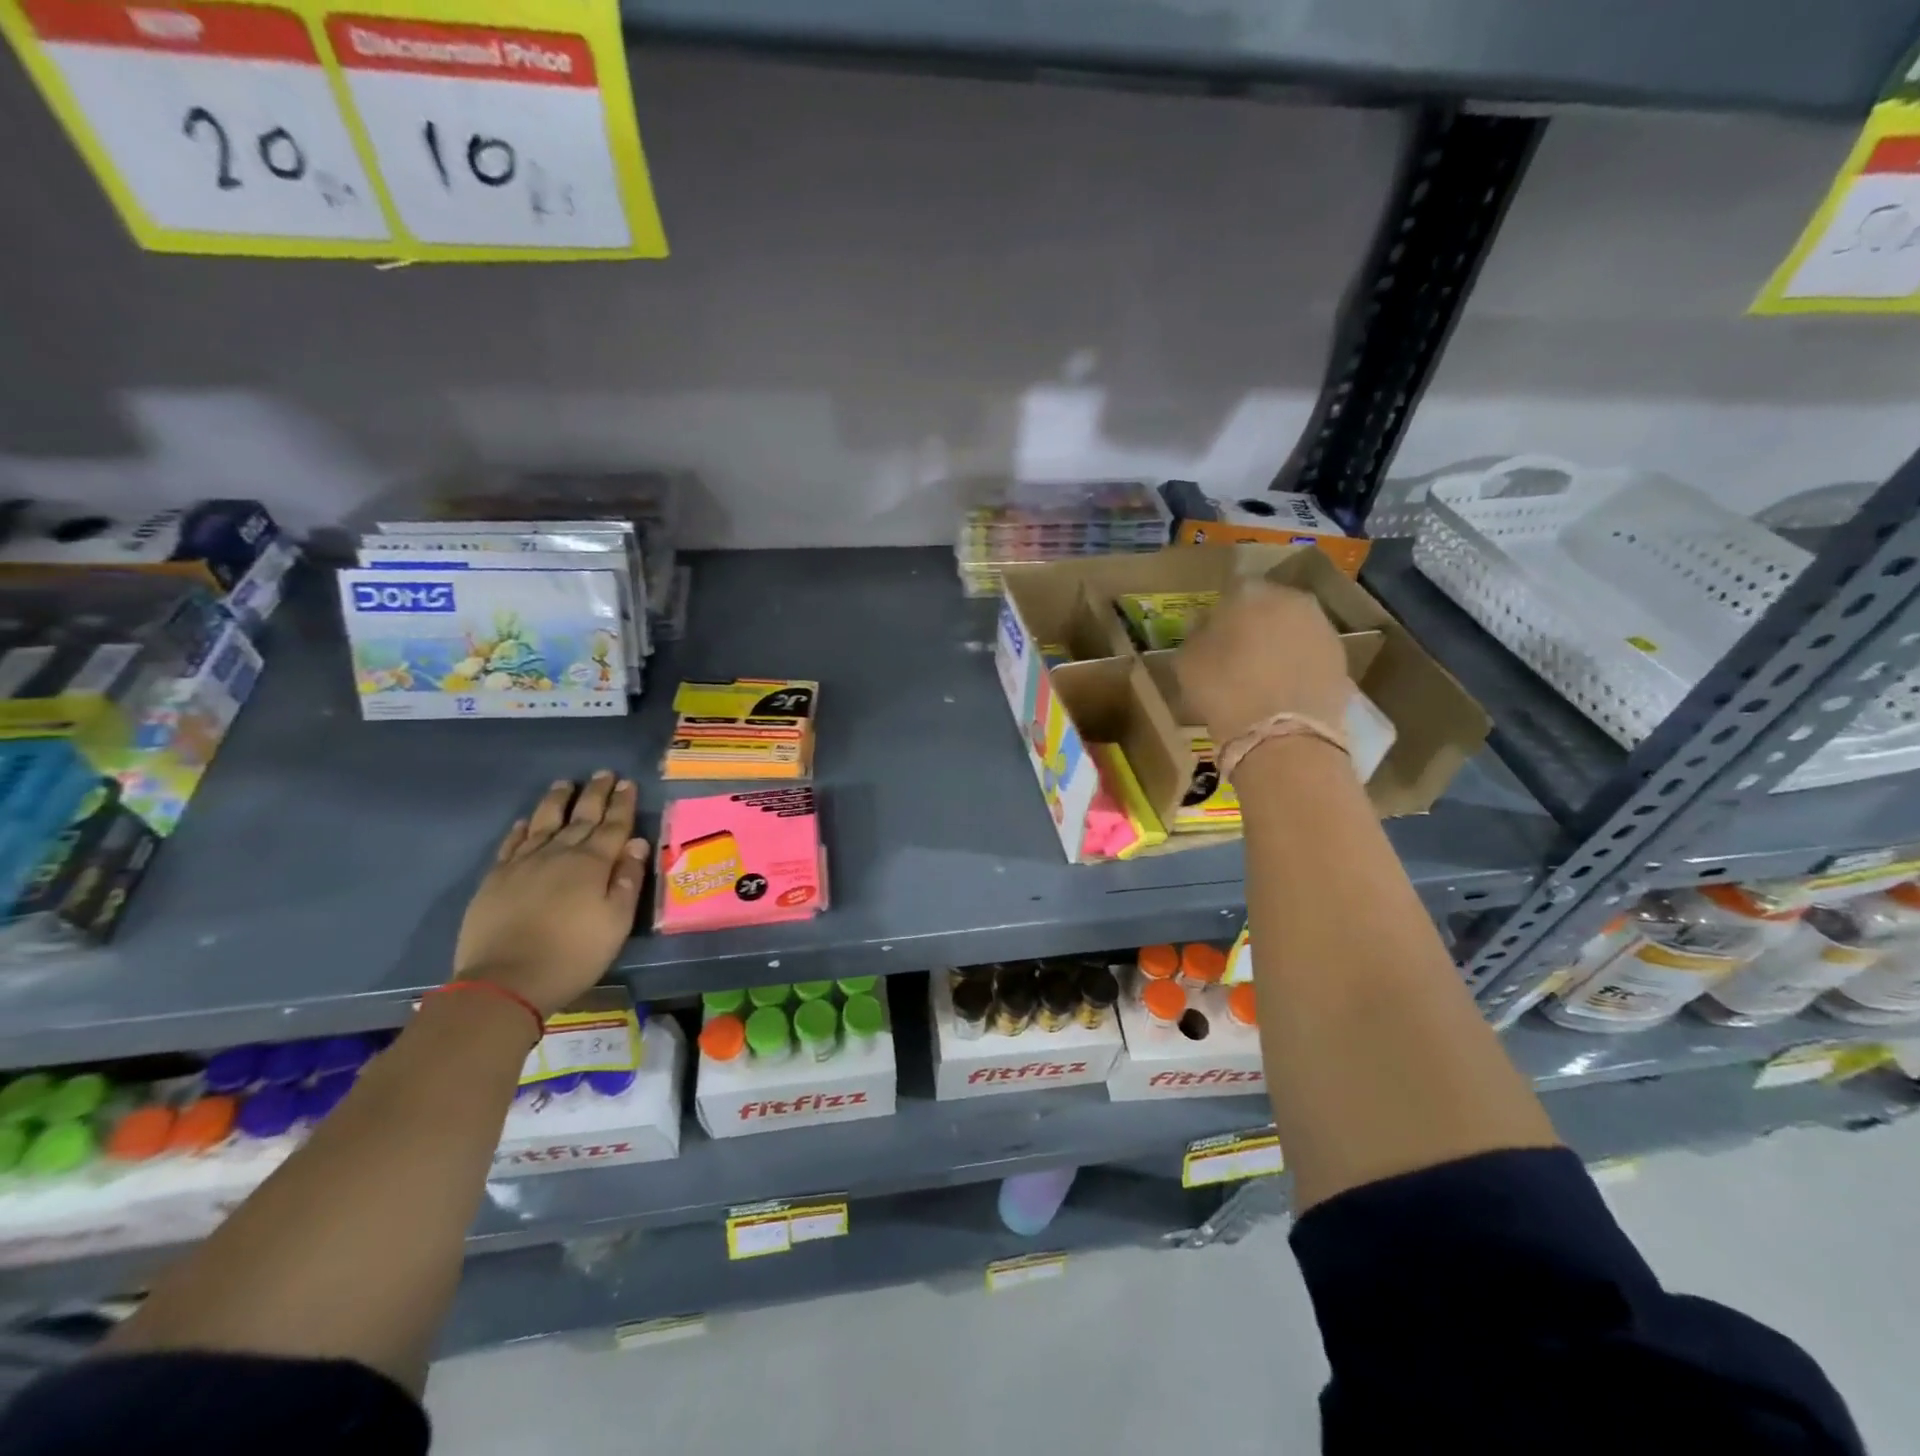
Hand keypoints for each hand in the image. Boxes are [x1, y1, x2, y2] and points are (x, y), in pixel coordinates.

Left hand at [451, 772, 648, 1016]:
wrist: (506, 981)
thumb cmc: (574, 954)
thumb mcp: (616, 921)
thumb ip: (628, 879)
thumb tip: (638, 842)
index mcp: (592, 863)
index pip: (613, 825)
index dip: (622, 804)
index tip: (628, 783)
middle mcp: (559, 854)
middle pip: (580, 817)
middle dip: (595, 794)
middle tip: (604, 773)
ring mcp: (523, 863)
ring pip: (544, 822)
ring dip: (557, 801)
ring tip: (565, 784)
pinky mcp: (496, 878)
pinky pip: (511, 843)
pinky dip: (521, 829)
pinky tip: (525, 821)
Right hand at [1174, 583, 1350, 748]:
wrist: (1282, 733)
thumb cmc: (1224, 690)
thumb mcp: (1187, 661)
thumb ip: (1196, 635)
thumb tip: (1205, 626)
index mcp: (1250, 592)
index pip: (1231, 591)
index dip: (1221, 613)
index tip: (1212, 635)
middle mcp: (1290, 599)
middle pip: (1268, 605)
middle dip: (1254, 623)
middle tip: (1238, 652)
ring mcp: (1321, 627)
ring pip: (1292, 627)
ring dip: (1279, 642)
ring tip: (1262, 673)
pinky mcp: (1341, 658)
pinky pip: (1309, 653)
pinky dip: (1298, 664)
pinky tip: (1283, 688)